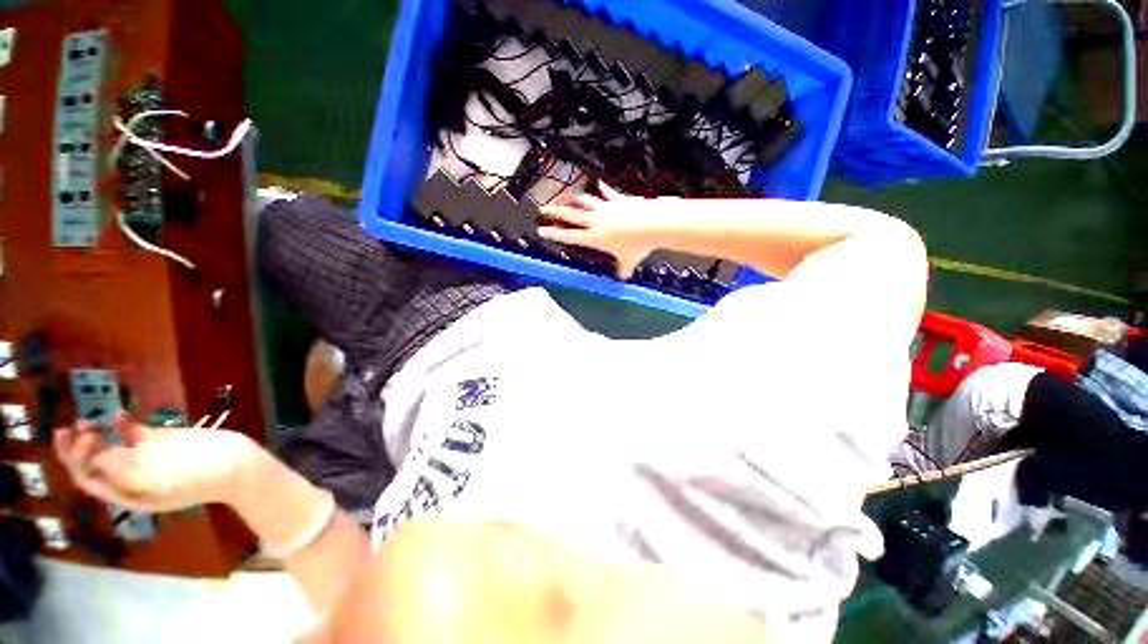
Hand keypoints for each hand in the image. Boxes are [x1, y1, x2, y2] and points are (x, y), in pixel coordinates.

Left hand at [53, 412, 253, 512]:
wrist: (237, 465)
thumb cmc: (199, 479)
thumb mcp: (159, 482)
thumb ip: (125, 473)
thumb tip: (95, 459)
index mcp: (127, 493)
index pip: (90, 480)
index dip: (79, 460)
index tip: (86, 437)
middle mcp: (130, 477)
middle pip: (94, 464)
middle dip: (76, 449)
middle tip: (67, 428)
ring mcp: (146, 458)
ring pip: (109, 448)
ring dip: (94, 436)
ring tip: (85, 421)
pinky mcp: (161, 442)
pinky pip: (134, 434)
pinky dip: (122, 425)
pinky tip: (119, 415)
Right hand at [538, 182, 660, 278]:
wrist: (653, 223)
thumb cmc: (637, 245)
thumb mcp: (628, 261)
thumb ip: (623, 269)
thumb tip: (622, 277)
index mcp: (594, 237)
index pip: (569, 236)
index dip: (554, 234)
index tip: (541, 230)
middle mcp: (596, 221)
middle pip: (571, 215)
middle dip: (555, 212)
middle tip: (543, 208)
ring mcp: (606, 208)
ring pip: (585, 201)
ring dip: (575, 199)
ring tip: (568, 197)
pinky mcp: (619, 200)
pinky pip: (608, 193)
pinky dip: (603, 188)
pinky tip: (599, 183)